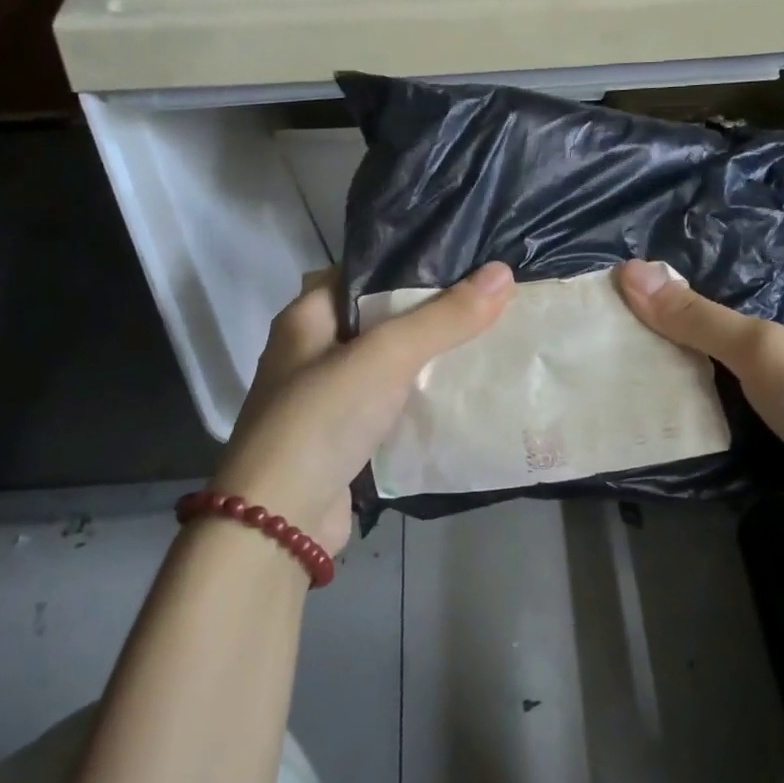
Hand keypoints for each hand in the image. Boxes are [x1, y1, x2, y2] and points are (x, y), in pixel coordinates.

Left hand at [212, 263, 516, 554]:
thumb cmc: (323, 418)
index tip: (461, 261)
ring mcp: (325, 399)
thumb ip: (443, 317)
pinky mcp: (343, 439)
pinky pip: (389, 407)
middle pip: (377, 319)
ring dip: (427, 359)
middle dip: (427, 313)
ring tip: (486, 340)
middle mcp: (310, 353)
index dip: (406, 263)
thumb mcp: (386, 355)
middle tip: (485, 301)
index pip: (359, 272)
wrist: (281, 521)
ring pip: (386, 366)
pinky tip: (461, 394)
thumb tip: (502, 272)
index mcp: (305, 318)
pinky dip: (419, 401)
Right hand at [614, 260, 783, 568]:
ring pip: (716, 378)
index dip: (706, 269)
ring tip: (612, 351)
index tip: (647, 265)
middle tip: (615, 309)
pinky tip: (638, 406)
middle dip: (676, 323)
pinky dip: (684, 417)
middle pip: (725, 329)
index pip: (753, 276)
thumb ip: (698, 317)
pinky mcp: (763, 446)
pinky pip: (715, 422)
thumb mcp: (765, 349)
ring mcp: (779, 404)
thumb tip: (629, 272)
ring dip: (675, 372)